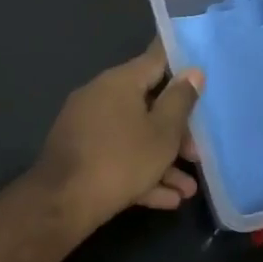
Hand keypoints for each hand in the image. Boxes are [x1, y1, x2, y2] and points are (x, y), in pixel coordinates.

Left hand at [31, 39, 202, 233]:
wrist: (63, 202)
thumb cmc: (121, 160)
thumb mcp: (163, 133)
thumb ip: (180, 101)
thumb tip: (192, 71)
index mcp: (120, 81)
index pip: (156, 59)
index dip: (180, 64)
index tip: (200, 70)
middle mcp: (100, 95)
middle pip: (147, 104)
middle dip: (175, 131)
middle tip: (196, 155)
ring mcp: (87, 124)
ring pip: (134, 135)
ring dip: (162, 160)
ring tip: (187, 191)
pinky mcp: (79, 152)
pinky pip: (116, 154)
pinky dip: (140, 172)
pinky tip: (166, 199)